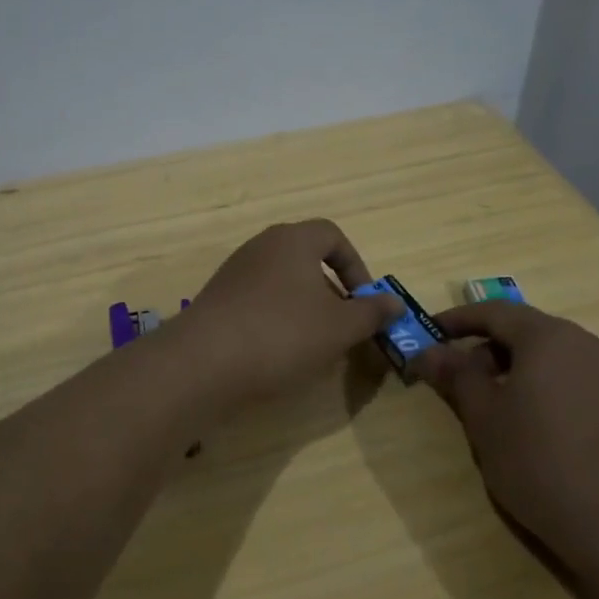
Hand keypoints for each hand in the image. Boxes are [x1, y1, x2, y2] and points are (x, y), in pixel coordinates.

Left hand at [182, 220, 401, 402]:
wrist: (203, 362)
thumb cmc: (282, 334)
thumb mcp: (339, 327)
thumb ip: (371, 312)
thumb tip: (395, 302)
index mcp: (292, 240)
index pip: (332, 235)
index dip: (356, 266)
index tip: (364, 301)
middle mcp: (261, 247)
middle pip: (306, 260)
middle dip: (331, 292)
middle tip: (342, 327)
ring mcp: (234, 273)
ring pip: (282, 284)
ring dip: (304, 310)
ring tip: (314, 346)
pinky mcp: (216, 301)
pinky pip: (257, 303)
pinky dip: (275, 321)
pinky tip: (278, 355)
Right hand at [414, 300, 598, 582]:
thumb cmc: (540, 462)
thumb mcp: (484, 418)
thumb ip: (456, 376)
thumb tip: (429, 351)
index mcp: (549, 338)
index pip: (495, 312)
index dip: (458, 320)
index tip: (430, 333)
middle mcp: (586, 344)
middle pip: (527, 331)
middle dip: (487, 348)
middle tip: (458, 378)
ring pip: (553, 357)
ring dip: (517, 370)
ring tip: (495, 406)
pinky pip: (576, 380)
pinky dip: (547, 389)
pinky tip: (537, 428)